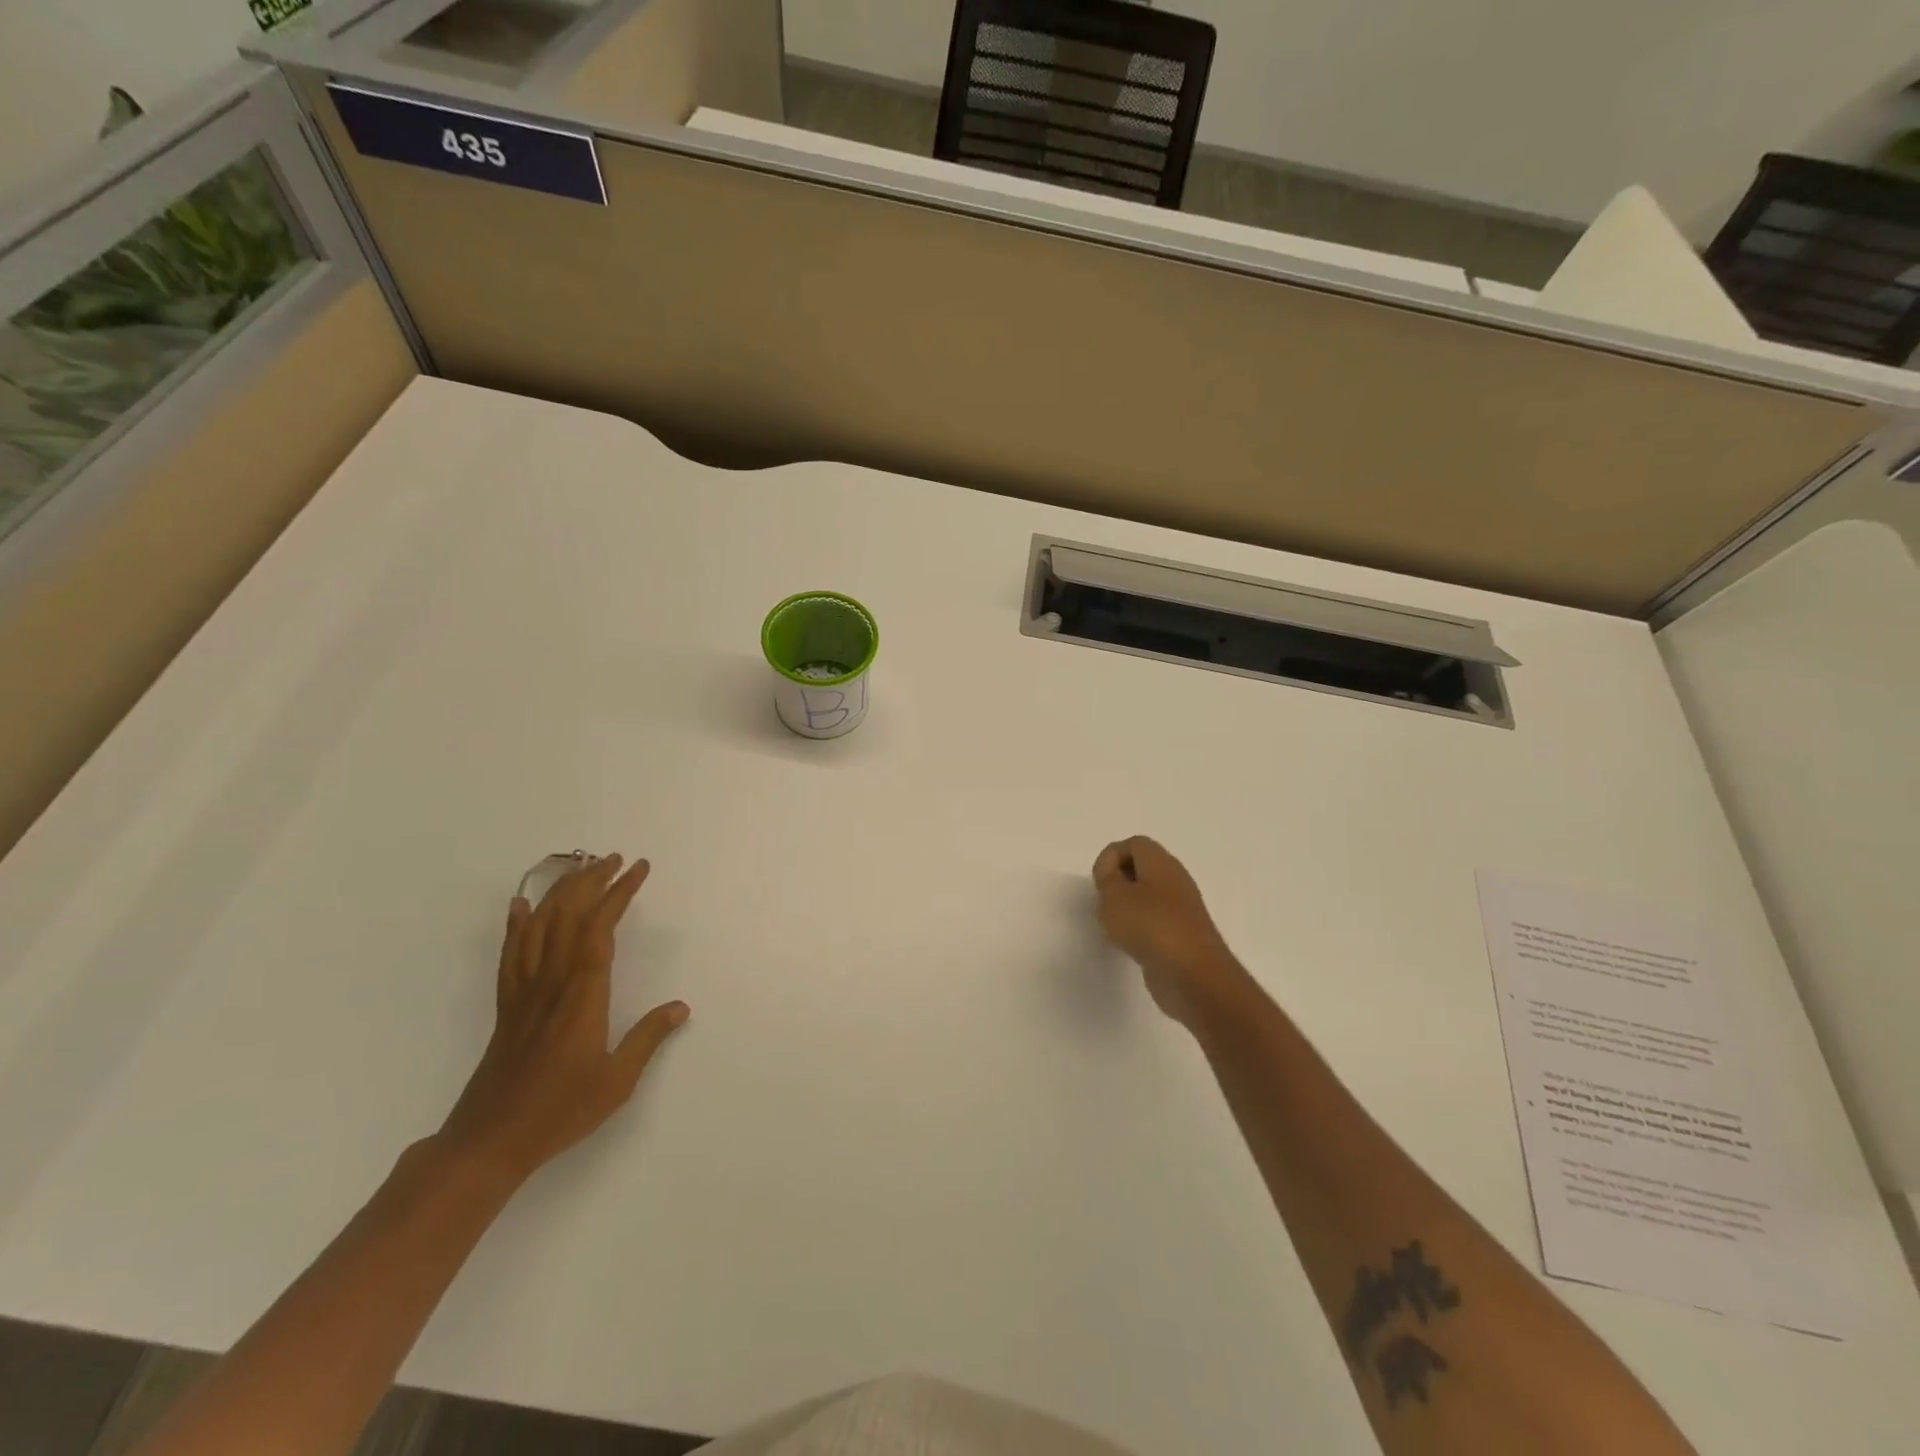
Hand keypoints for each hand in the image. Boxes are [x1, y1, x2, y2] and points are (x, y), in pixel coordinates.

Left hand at [438, 854, 688, 1183]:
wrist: (489, 1141)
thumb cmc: (559, 1110)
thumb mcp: (617, 1081)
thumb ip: (647, 1038)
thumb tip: (680, 1007)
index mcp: (582, 995)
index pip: (601, 929)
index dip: (619, 893)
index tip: (638, 869)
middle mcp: (551, 983)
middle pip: (568, 916)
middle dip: (592, 881)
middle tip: (616, 859)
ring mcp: (524, 992)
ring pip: (539, 927)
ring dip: (560, 892)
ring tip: (581, 869)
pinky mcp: (507, 1006)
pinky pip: (511, 954)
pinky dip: (516, 924)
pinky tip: (522, 905)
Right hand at [1092, 836, 1245, 1028]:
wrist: (1193, 975)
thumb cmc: (1150, 926)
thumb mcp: (1114, 896)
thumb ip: (1108, 879)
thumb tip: (1114, 876)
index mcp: (1161, 862)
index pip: (1134, 844)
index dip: (1111, 857)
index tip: (1100, 883)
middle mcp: (1175, 880)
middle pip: (1142, 867)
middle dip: (1119, 882)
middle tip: (1106, 902)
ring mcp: (1182, 908)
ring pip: (1149, 895)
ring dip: (1128, 907)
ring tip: (1116, 925)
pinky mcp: (1183, 934)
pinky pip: (1157, 919)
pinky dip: (1141, 927)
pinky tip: (1132, 944)